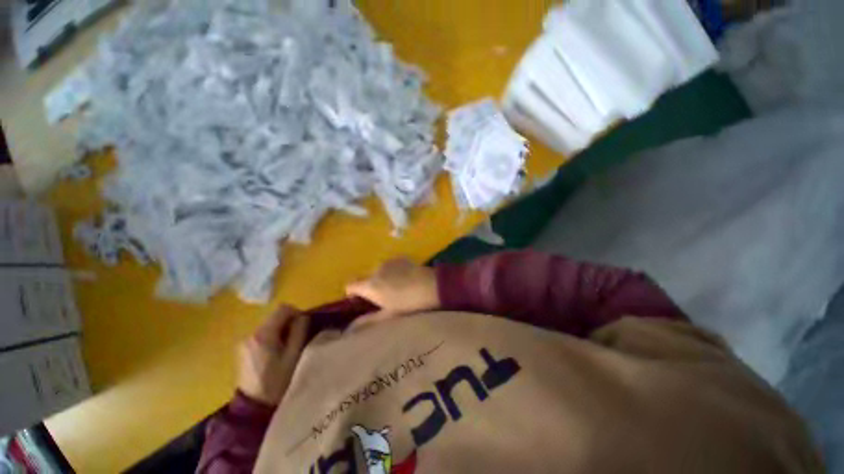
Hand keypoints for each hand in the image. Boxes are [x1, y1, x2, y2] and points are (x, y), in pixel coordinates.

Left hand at [237, 305, 308, 405]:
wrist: (253, 408)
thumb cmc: (277, 382)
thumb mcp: (293, 356)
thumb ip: (299, 332)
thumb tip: (302, 317)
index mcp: (263, 334)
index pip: (283, 309)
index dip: (296, 313)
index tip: (303, 326)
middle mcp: (250, 334)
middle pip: (275, 316)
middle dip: (289, 322)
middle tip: (297, 338)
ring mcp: (244, 342)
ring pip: (269, 325)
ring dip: (281, 330)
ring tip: (287, 347)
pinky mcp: (243, 349)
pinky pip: (262, 334)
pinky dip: (273, 337)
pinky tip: (276, 353)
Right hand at [345, 258, 439, 327]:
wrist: (431, 286)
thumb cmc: (409, 304)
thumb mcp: (388, 316)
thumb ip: (368, 322)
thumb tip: (349, 330)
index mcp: (370, 285)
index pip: (350, 285)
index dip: (352, 293)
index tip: (360, 302)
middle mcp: (376, 270)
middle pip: (366, 278)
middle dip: (370, 287)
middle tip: (383, 298)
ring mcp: (389, 262)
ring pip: (379, 271)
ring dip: (382, 278)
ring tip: (397, 288)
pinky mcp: (400, 258)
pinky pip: (391, 266)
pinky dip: (393, 271)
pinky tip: (406, 279)